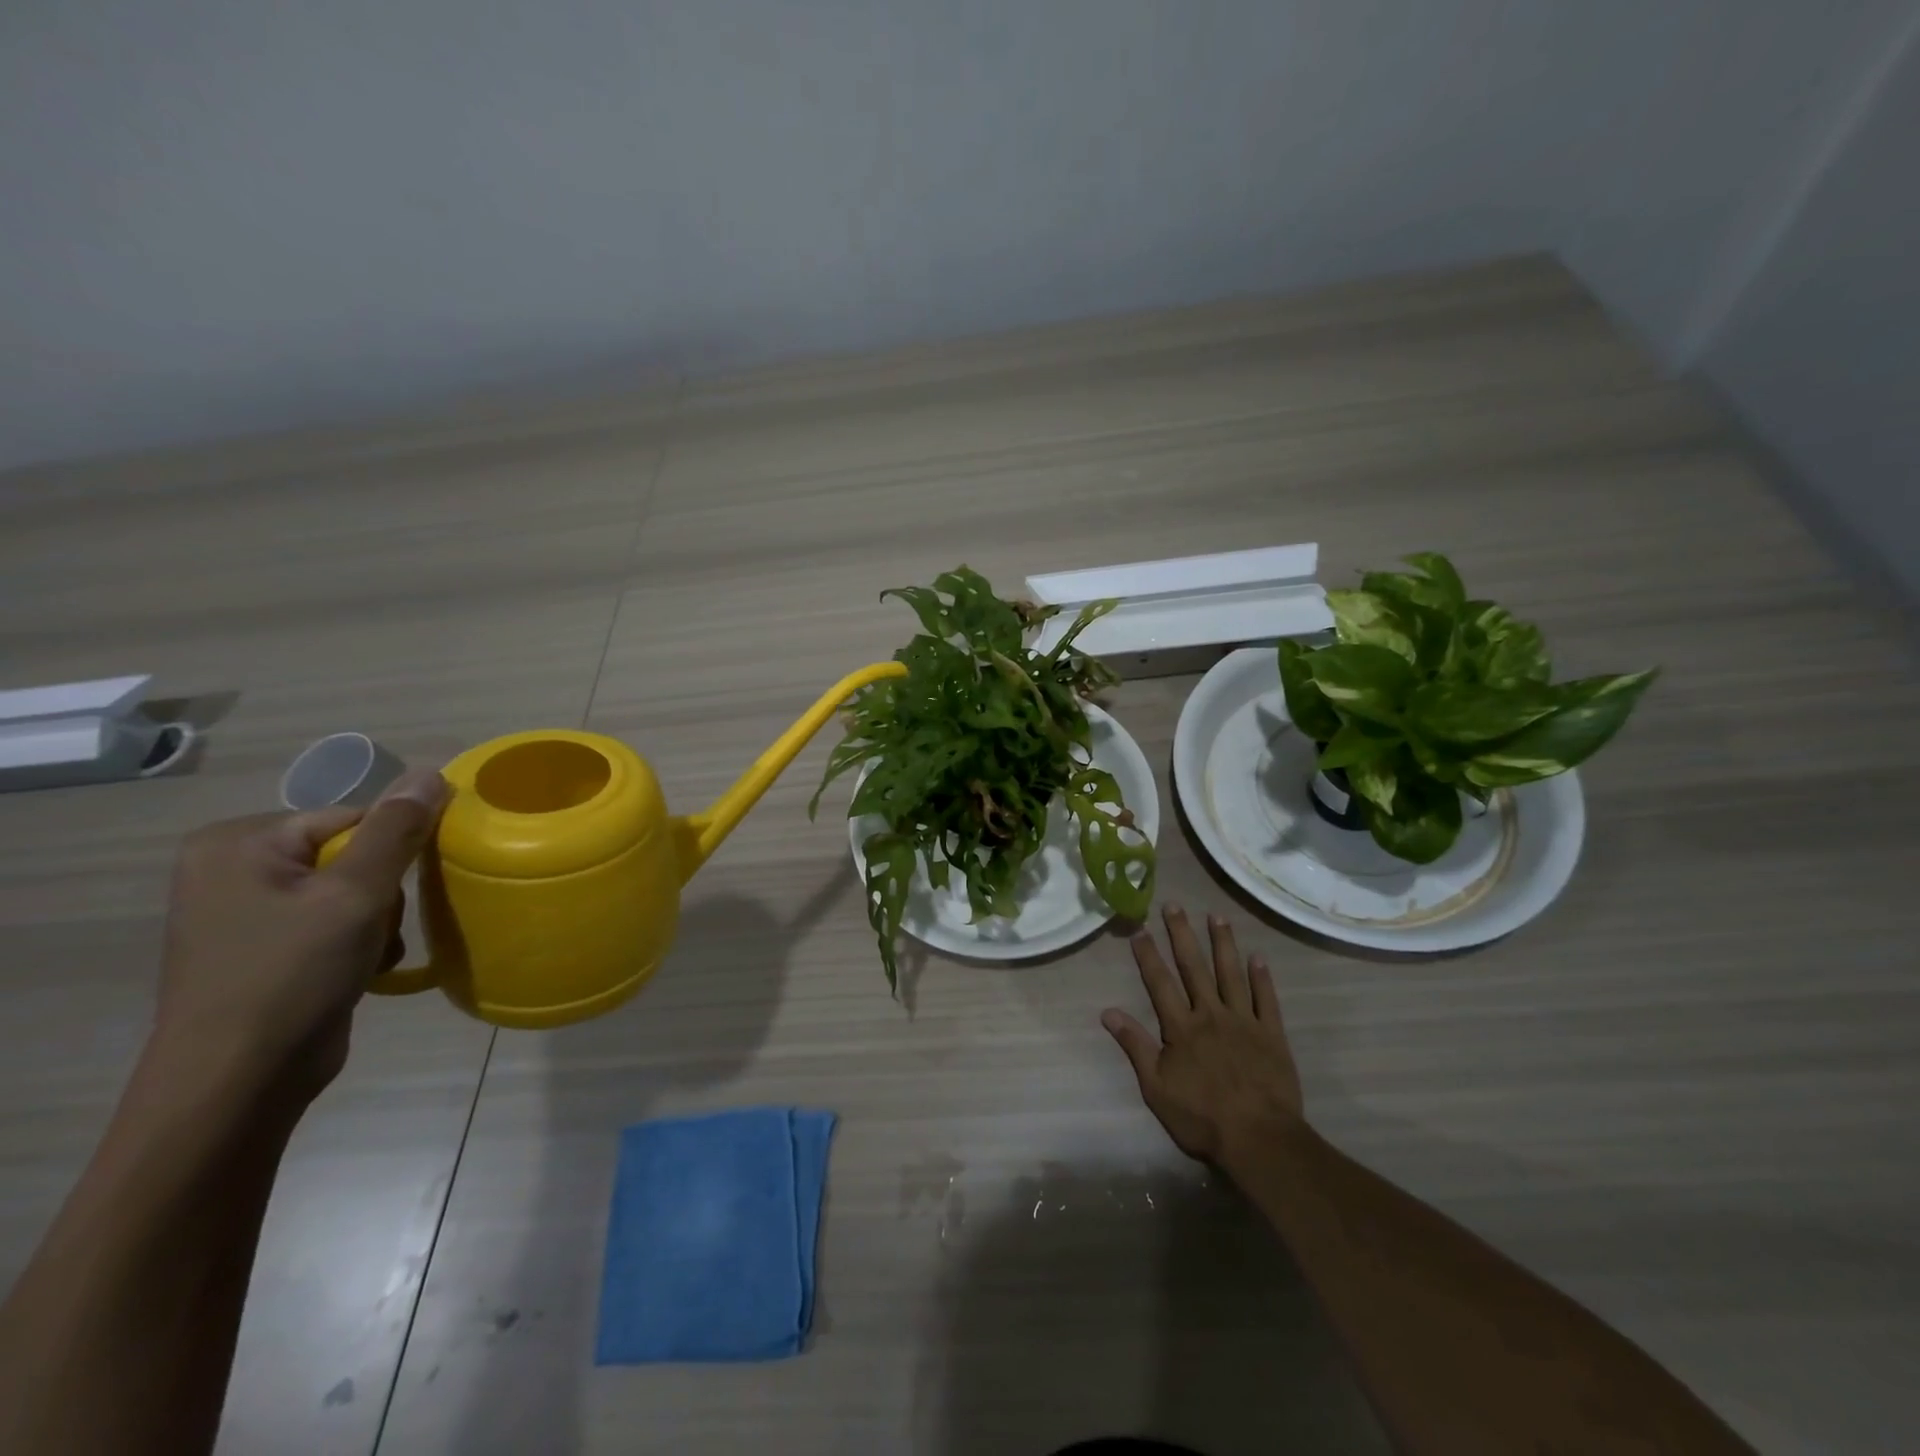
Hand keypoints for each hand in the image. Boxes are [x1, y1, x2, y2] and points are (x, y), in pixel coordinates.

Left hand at [152, 768, 449, 1105]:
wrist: (238, 1082)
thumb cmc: (290, 975)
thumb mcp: (355, 895)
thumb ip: (397, 830)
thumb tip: (432, 772)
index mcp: (239, 843)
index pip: (353, 818)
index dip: (392, 850)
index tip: (402, 889)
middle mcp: (234, 868)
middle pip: (354, 853)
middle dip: (382, 893)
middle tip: (375, 929)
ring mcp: (247, 911)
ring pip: (354, 890)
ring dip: (378, 921)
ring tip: (366, 955)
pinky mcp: (266, 947)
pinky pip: (336, 921)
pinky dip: (360, 941)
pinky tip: (359, 969)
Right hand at [1101, 904, 1303, 1167]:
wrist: (1260, 1139)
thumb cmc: (1202, 1117)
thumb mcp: (1156, 1087)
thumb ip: (1134, 1046)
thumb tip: (1107, 1012)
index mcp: (1181, 1027)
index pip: (1159, 982)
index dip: (1148, 954)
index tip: (1139, 929)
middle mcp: (1211, 1014)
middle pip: (1194, 967)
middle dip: (1181, 934)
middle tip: (1174, 905)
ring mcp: (1244, 1022)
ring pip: (1231, 974)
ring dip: (1222, 943)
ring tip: (1216, 916)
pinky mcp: (1272, 1035)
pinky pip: (1267, 999)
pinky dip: (1262, 977)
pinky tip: (1258, 957)